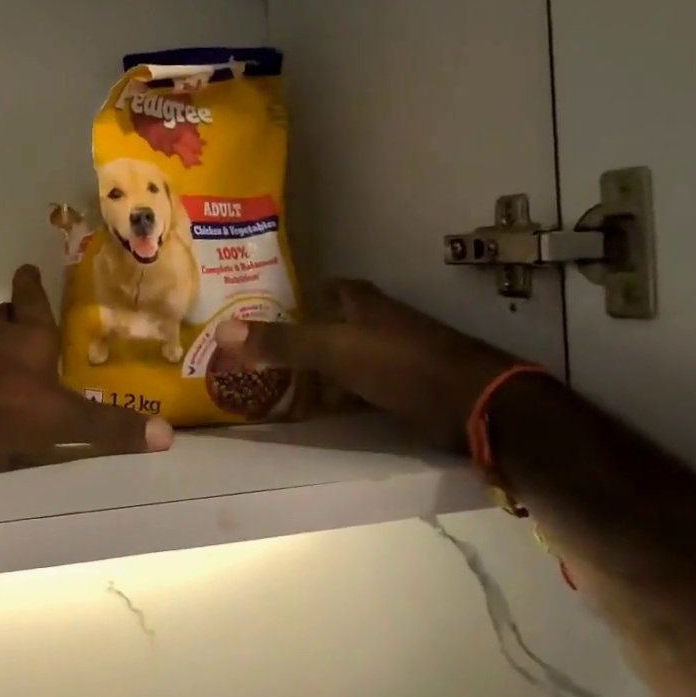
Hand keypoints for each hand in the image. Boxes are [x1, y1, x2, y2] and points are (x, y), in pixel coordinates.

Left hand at [0, 266, 171, 471]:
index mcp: (29, 339)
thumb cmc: (3, 401)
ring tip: (10, 357)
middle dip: (14, 314)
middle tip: (19, 311)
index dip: (31, 285)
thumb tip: (166, 435)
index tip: (27, 267)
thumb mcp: (62, 417)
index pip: (31, 302)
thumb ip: (108, 427)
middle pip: (4, 320)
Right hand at [214, 281, 515, 453]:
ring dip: (315, 368)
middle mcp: (376, 322)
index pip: (324, 287)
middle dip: (299, 335)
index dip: (296, 295)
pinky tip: (316, 409)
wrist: (473, 403)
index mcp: (361, 302)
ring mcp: (392, 354)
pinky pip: (356, 385)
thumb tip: (222, 331)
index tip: (262, 310)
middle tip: (260, 352)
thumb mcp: (333, 350)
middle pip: (330, 323)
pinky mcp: (403, 385)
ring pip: (343, 356)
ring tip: (276, 382)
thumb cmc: (401, 364)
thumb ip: (281, 341)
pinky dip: (336, 394)